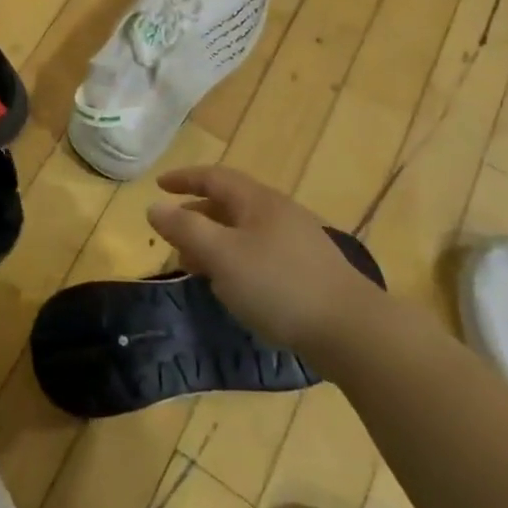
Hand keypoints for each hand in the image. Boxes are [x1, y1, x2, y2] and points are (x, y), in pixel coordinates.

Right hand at [148, 165, 389, 371]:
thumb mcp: (221, 256)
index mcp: (257, 200)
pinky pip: (260, 252)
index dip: (184, 178)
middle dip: (197, 215)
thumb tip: (154, 207)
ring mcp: (298, 241)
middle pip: (229, 203)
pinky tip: (234, 286)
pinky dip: (236, 259)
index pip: (214, 177)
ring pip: (245, 230)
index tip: (159, 186)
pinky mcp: (310, 271)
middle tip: (173, 234)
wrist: (353, 331)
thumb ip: (185, 229)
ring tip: (196, 265)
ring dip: (215, 241)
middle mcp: (278, 212)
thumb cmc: (279, 285)